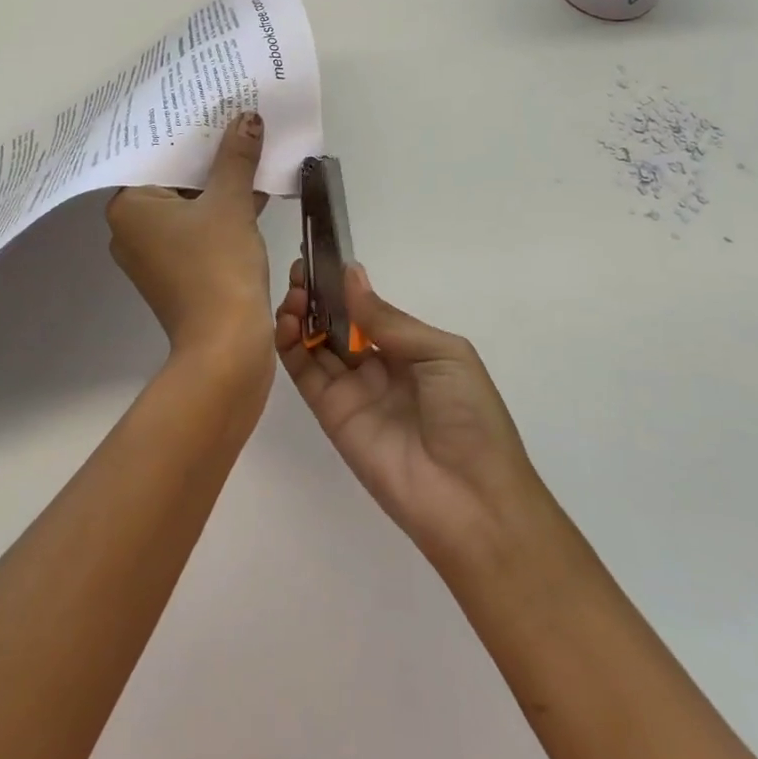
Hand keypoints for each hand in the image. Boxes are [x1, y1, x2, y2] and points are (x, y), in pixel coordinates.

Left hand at [106, 113, 273, 386]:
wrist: (226, 347)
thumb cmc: (218, 266)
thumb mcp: (230, 203)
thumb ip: (236, 158)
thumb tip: (247, 119)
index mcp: (128, 208)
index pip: (154, 156)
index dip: (185, 132)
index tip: (209, 107)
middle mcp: (131, 229)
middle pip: (171, 180)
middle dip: (207, 157)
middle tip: (233, 121)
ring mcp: (152, 254)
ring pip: (187, 206)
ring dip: (219, 185)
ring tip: (250, 150)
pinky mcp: (175, 273)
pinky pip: (196, 229)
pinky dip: (220, 213)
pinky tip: (254, 191)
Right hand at [276, 262, 543, 570]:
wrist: (469, 498)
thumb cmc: (469, 415)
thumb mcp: (441, 353)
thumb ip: (388, 319)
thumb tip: (350, 275)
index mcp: (409, 349)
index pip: (366, 310)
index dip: (342, 286)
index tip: (320, 260)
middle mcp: (377, 366)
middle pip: (336, 324)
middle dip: (317, 296)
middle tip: (298, 273)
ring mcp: (351, 390)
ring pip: (315, 344)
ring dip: (300, 315)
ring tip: (293, 295)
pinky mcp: (330, 414)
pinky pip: (305, 374)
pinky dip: (290, 346)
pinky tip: (288, 322)